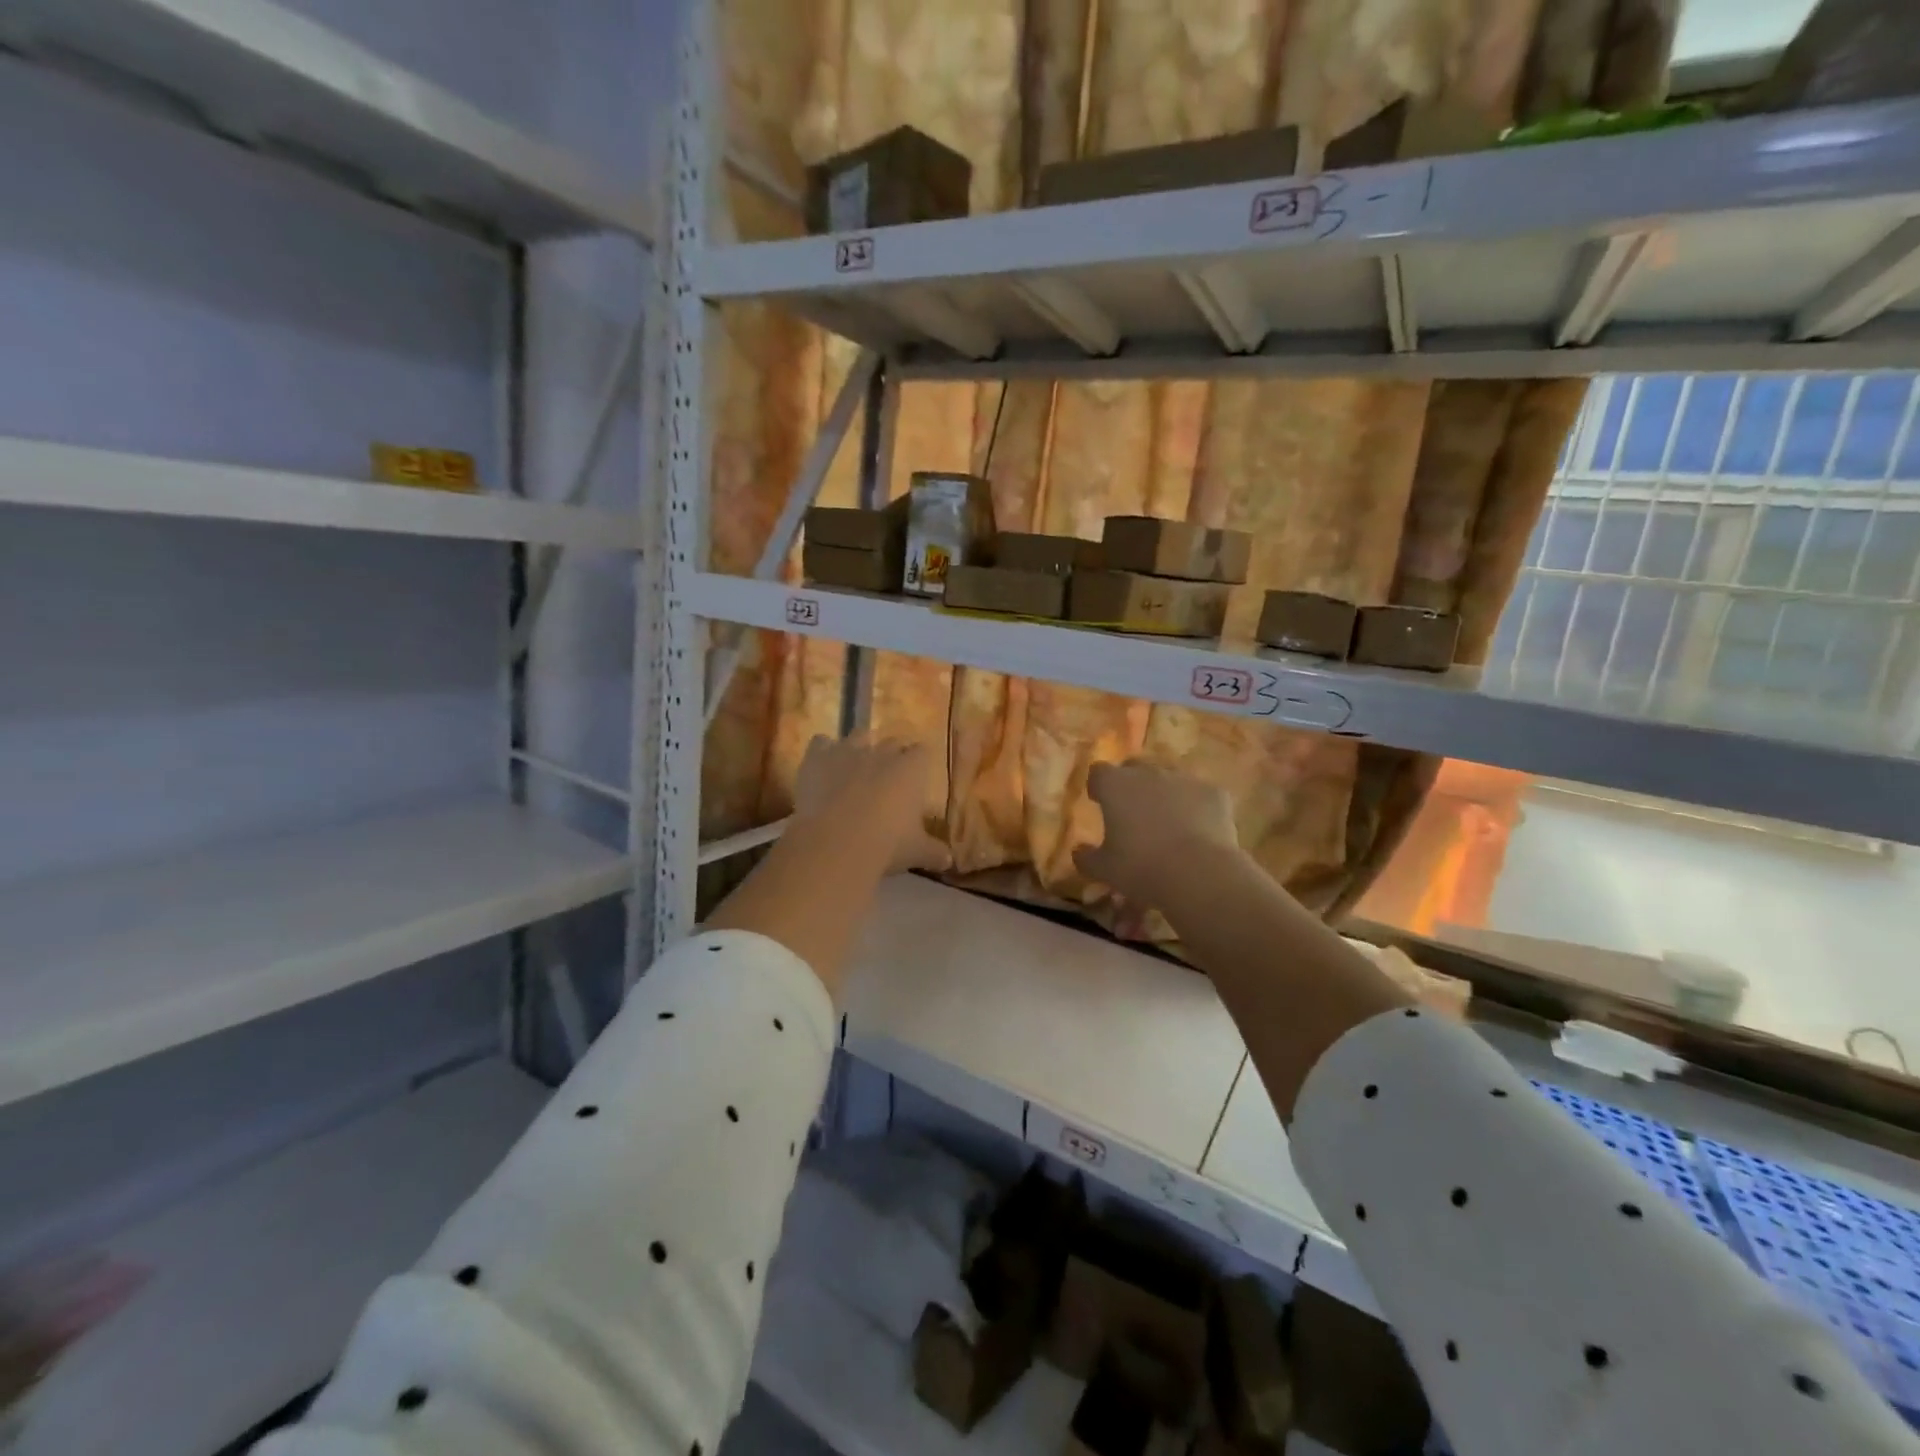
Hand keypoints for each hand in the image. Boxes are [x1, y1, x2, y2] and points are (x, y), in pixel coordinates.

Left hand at [794, 734, 951, 874]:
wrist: (835, 844)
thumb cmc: (886, 845)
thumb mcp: (917, 852)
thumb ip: (934, 852)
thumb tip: (949, 860)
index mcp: (911, 769)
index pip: (923, 752)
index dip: (919, 764)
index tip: (916, 779)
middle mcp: (881, 752)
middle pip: (892, 742)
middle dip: (891, 756)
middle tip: (887, 779)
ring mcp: (847, 751)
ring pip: (858, 736)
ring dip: (859, 748)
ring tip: (855, 770)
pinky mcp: (817, 757)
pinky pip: (821, 742)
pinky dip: (823, 752)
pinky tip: (823, 768)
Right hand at [1073, 760, 1241, 907]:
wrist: (1199, 873)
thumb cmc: (1141, 868)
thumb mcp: (1104, 869)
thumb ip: (1086, 857)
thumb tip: (1079, 851)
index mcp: (1116, 785)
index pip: (1099, 772)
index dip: (1098, 785)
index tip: (1098, 801)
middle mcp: (1149, 773)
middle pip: (1135, 767)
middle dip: (1132, 783)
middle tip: (1133, 810)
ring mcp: (1185, 779)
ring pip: (1170, 778)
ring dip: (1165, 793)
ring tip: (1168, 821)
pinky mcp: (1214, 793)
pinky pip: (1200, 794)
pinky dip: (1196, 807)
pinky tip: (1199, 830)